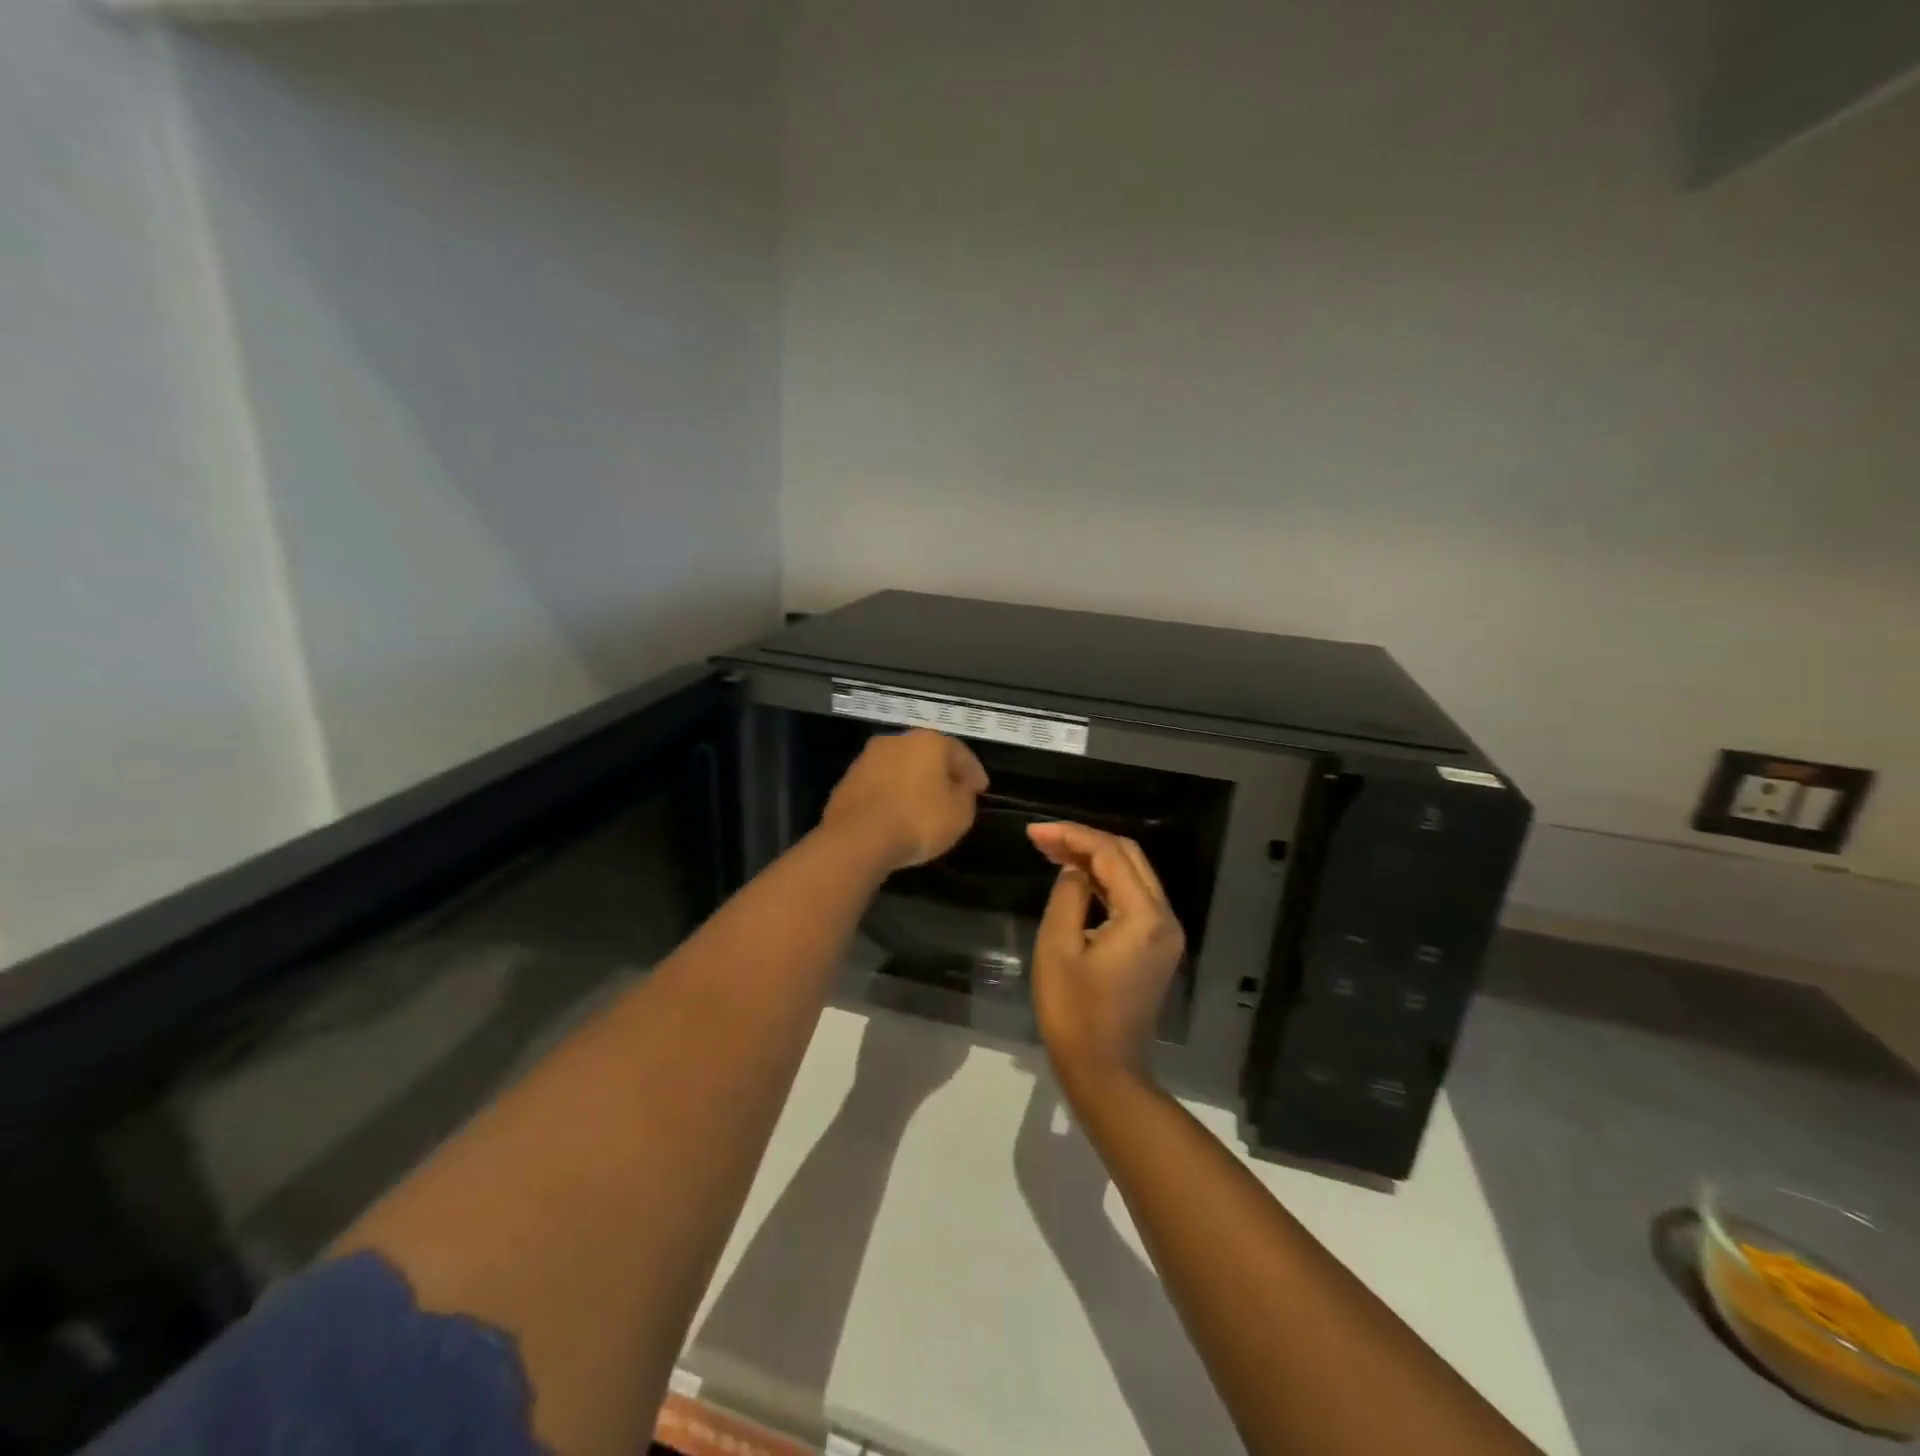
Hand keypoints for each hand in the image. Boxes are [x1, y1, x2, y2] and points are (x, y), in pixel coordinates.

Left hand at [820, 729, 988, 872]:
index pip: (959, 752)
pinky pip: (879, 785)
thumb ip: (965, 795)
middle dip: (940, 772)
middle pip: (926, 754)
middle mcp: (896, 741)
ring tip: (922, 805)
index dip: (973, 772)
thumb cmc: (918, 821)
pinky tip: (896, 813)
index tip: (981, 789)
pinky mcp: (846, 780)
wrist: (858, 838)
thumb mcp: (960, 814)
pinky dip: (890, 795)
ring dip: (912, 782)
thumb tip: (959, 788)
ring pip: (899, 767)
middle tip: (952, 792)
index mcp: (928, 741)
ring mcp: (867, 758)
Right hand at [1028, 822, 1184, 1087]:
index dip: (1071, 836)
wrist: (1105, 1070)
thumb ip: (1067, 896)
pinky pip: (1133, 897)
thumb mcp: (1058, 948)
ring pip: (1132, 875)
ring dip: (1094, 859)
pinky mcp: (1157, 946)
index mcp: (1144, 917)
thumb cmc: (1074, 1012)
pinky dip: (1104, 882)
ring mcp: (1165, 933)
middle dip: (1084, 841)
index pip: (1111, 854)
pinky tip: (1075, 878)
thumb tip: (1073, 870)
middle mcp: (1164, 918)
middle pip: (1129, 857)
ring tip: (1052, 851)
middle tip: (1042, 839)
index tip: (1034, 832)